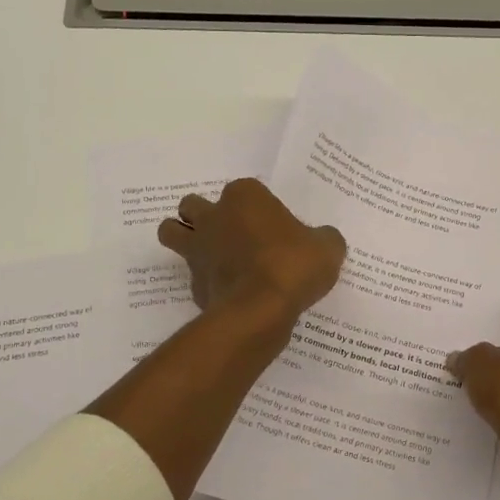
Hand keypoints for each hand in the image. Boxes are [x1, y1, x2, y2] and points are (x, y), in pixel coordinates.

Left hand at [157, 178, 346, 325]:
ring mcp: (197, 249)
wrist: (260, 309)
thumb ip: (323, 239)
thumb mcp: (327, 248)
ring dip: (183, 237)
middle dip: (206, 215)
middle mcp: (214, 216)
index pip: (245, 190)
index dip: (258, 207)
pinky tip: (227, 291)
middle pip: (194, 205)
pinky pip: (192, 275)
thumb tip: (322, 241)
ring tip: (211, 254)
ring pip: (172, 231)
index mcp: (245, 196)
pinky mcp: (193, 282)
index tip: (274, 227)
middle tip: (233, 235)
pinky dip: (205, 281)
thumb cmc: (293, 265)